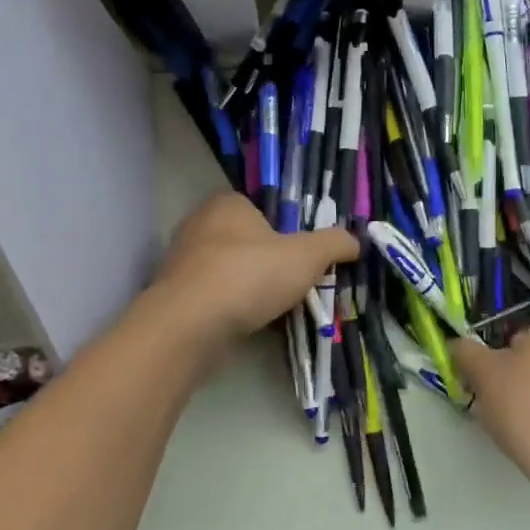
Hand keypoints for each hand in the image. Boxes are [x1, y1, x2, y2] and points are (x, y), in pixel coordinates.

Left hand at [152, 192, 358, 342]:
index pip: (261, 208)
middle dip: (268, 262)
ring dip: (250, 288)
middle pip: (246, 241)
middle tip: (293, 284)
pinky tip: (248, 324)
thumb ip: (334, 244)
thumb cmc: (249, 275)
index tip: (302, 256)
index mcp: (227, 203)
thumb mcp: (307, 256)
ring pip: (229, 271)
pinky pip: (214, 297)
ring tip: (275, 308)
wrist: (190, 326)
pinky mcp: (174, 296)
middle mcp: (199, 225)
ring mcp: (182, 262)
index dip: (285, 230)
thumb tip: (355, 242)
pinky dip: (231, 308)